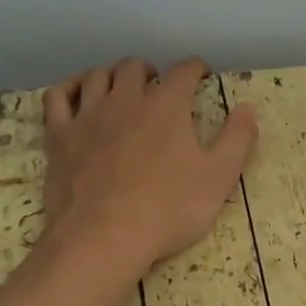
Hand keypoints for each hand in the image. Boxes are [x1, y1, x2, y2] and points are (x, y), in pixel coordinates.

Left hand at [37, 57, 257, 278]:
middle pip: (135, 68)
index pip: (183, 72)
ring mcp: (88, 116)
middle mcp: (125, 100)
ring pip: (97, 76)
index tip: (202, 74)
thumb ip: (237, 139)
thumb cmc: (169, 209)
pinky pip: (58, 98)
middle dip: (151, 71)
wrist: (105, 237)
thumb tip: (248, 107)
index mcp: (167, 106)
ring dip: (113, 75)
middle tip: (160, 84)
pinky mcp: (60, 137)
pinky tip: (77, 93)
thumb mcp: (219, 177)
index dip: (195, 69)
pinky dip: (69, 87)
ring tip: (122, 86)